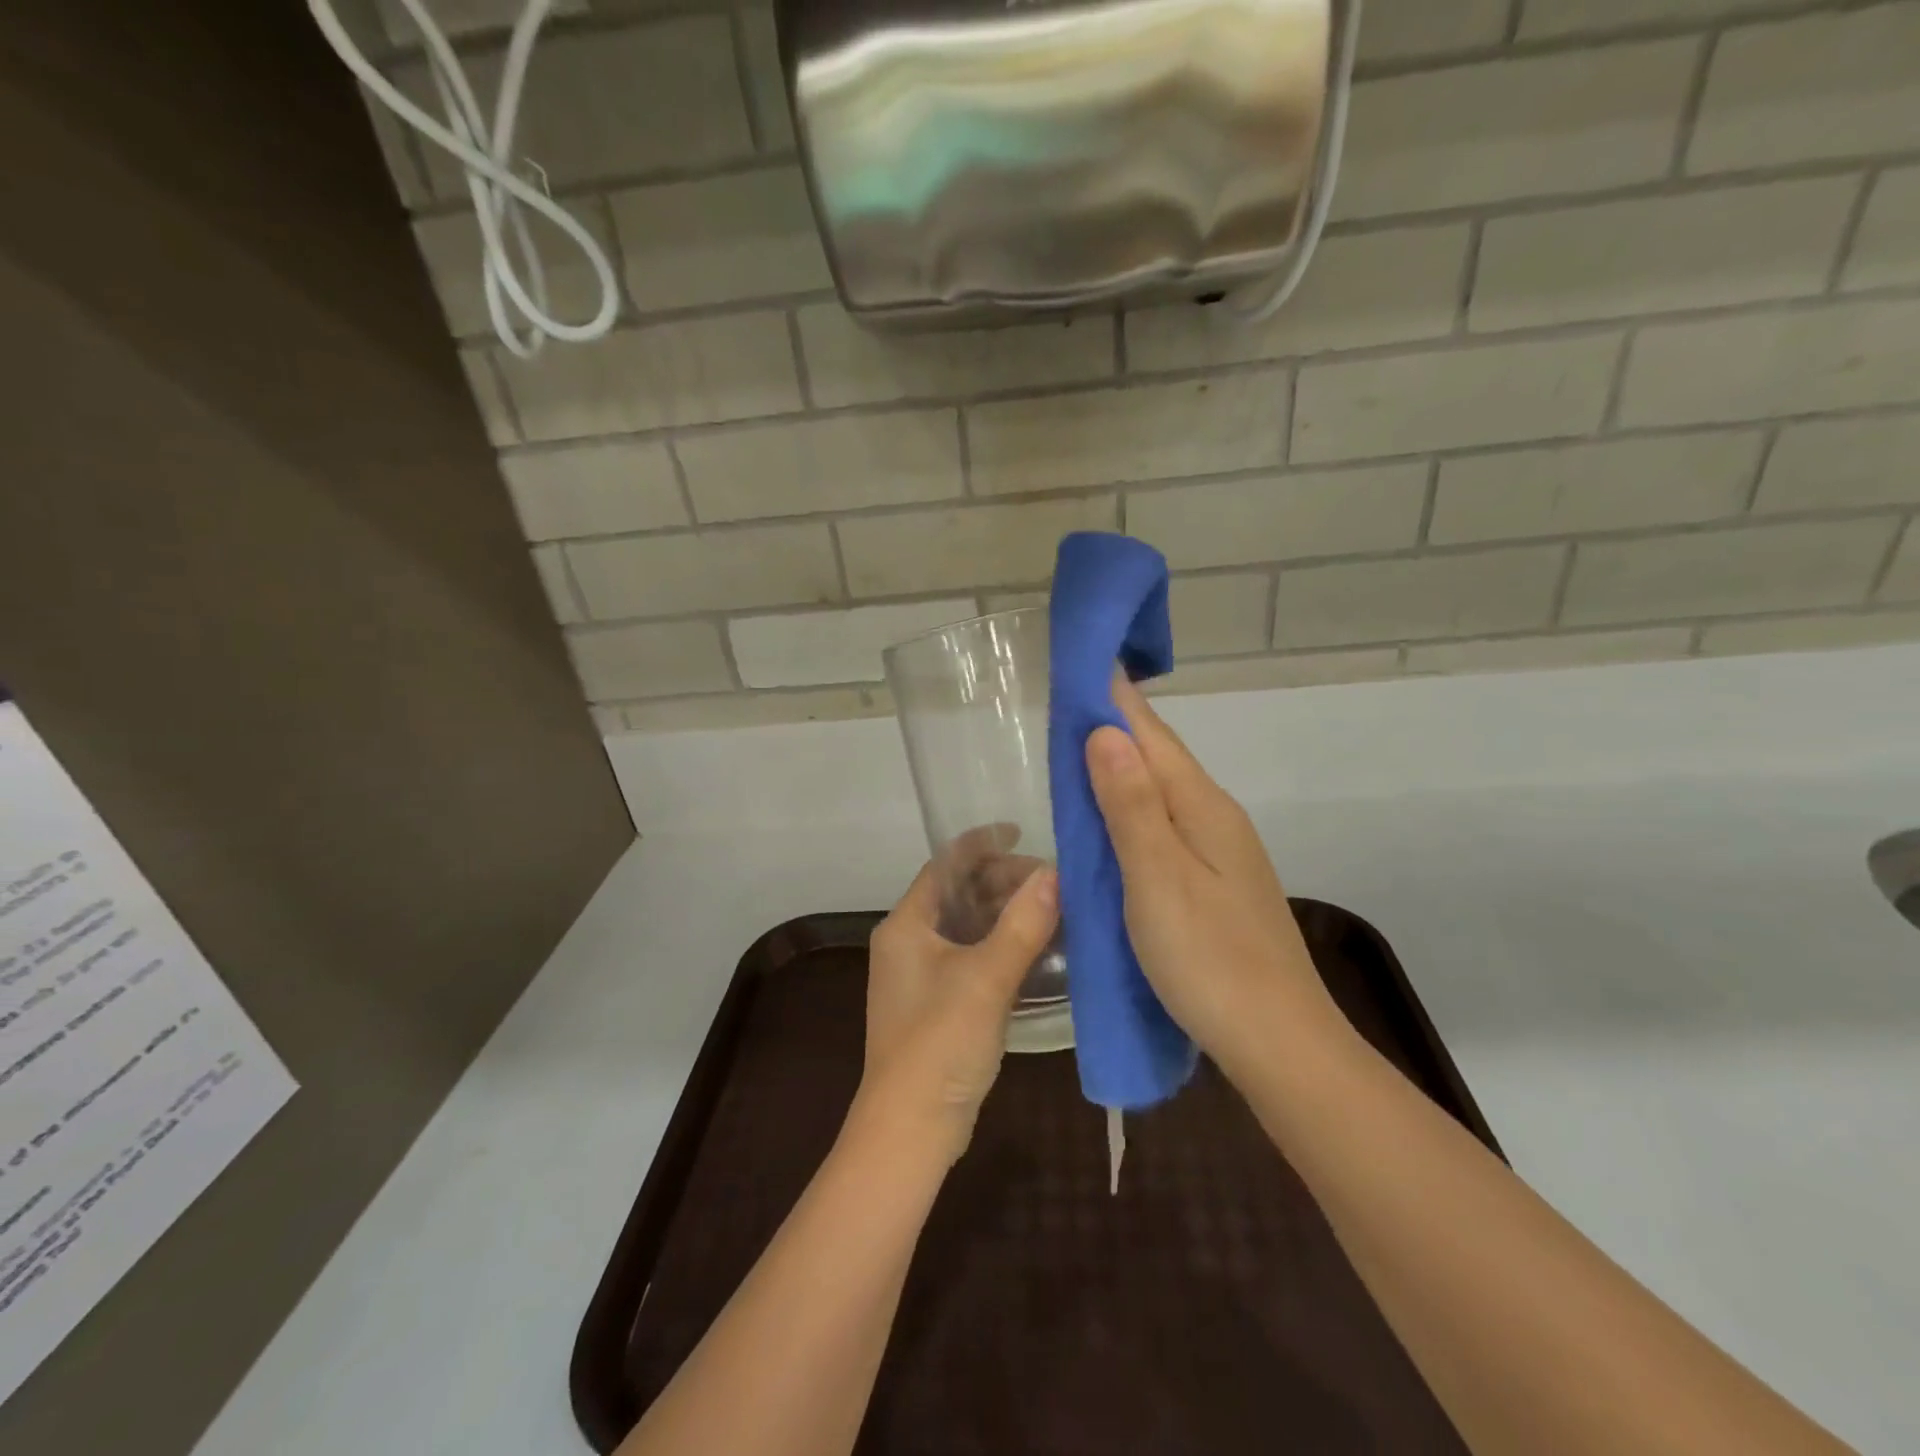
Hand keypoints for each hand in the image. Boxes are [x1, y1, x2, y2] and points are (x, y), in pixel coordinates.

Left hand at [857, 842, 1058, 1162]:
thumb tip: (1055, 874)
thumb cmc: (940, 1043)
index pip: (944, 864)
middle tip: (1051, 879)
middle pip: (957, 893)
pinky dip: (1001, 945)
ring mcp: (921, 975)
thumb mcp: (986, 979)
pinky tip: (1037, 949)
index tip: (1022, 830)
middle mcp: (907, 942)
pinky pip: (972, 956)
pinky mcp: (937, 1003)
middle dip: (1001, 880)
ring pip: (967, 926)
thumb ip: (1021, 925)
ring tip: (1052, 907)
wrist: (911, 1129)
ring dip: (1004, 913)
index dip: (981, 843)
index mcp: (906, 925)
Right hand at [1084, 679, 1345, 1083]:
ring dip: (1122, 766)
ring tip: (1078, 748)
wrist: (1279, 1042)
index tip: (1083, 660)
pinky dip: (1132, 808)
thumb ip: (1131, 805)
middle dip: (1116, 725)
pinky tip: (1114, 818)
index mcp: (1202, 807)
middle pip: (1158, 757)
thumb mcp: (1158, 878)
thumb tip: (1106, 731)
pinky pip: (1165, 826)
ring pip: (1161, 792)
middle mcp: (1215, 818)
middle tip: (1067, 699)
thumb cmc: (1209, 959)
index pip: (1151, 734)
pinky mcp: (1214, 884)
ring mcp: (1220, 853)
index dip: (1115, 697)